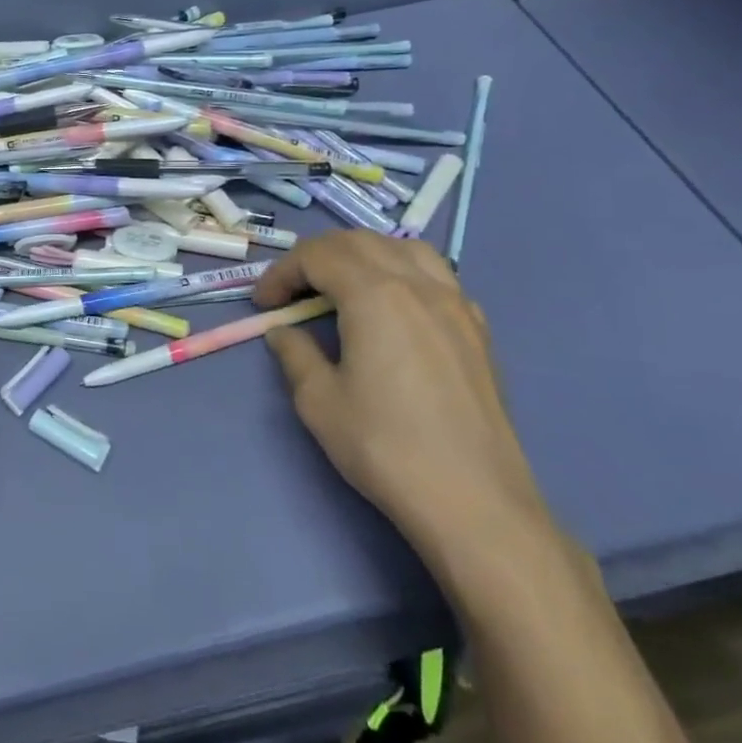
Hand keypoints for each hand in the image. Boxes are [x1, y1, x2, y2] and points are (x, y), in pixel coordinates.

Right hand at [253, 232, 552, 574]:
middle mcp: (418, 284)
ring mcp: (456, 304)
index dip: (282, 273)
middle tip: (293, 293)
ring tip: (342, 288)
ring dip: (363, 256)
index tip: (264, 304)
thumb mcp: (319, 401)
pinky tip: (394, 311)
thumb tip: (283, 332)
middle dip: (316, 257)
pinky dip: (402, 274)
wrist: (474, 501)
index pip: (317, 255)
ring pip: (403, 248)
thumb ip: (295, 354)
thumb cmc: (385, 447)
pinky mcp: (478, 329)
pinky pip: (436, 276)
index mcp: (374, 294)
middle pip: (359, 242)